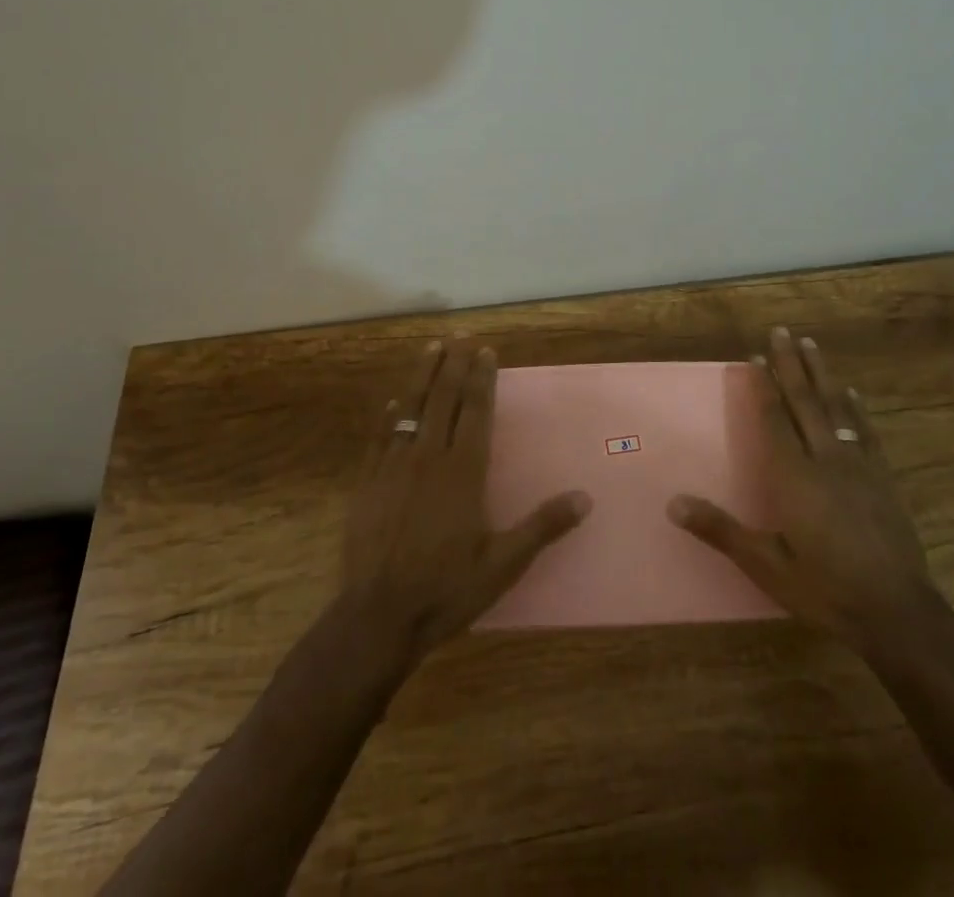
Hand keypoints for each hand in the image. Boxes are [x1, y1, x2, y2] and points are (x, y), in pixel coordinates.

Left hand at [339, 341, 590, 662]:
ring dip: (422, 376)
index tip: (485, 351)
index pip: (476, 412)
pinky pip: (380, 437)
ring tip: (431, 348)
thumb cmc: (446, 589)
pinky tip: (393, 402)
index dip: (482, 379)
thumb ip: (543, 526)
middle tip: (460, 337)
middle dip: (453, 365)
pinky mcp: (368, 482)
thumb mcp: (504, 564)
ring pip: (411, 408)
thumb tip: (585, 498)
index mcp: (464, 471)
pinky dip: (389, 414)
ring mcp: (394, 467)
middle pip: (443, 399)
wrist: (378, 616)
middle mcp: (429, 457)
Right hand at [667, 326, 932, 648]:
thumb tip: (673, 503)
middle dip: (791, 364)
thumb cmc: (825, 589)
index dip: (763, 387)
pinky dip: (856, 408)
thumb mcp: (766, 566)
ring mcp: (858, 466)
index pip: (774, 420)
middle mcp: (825, 459)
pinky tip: (853, 393)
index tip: (754, 357)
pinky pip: (866, 431)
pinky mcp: (883, 479)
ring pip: (837, 408)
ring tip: (811, 345)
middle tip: (782, 331)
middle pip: (805, 401)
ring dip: (822, 374)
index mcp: (794, 477)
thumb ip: (721, 530)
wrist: (898, 613)